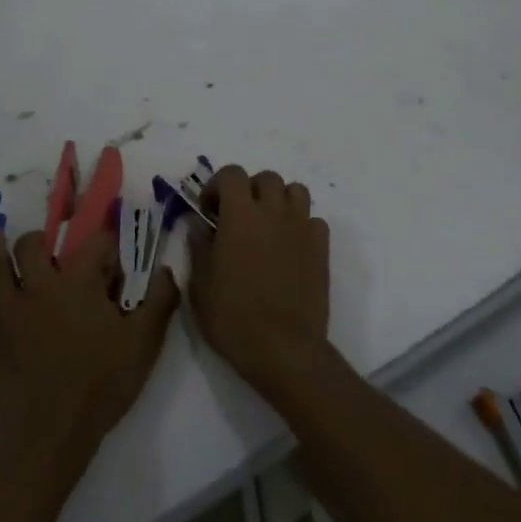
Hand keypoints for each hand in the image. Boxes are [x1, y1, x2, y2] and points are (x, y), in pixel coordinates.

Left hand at [0, 229, 178, 475]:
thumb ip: (160, 300)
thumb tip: (166, 268)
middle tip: (47, 250)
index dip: (106, 243)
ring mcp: (5, 311)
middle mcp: (38, 285)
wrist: (51, 436)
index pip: (94, 242)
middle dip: (40, 240)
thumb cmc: (101, 385)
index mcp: (78, 281)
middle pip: (32, 244)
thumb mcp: (144, 343)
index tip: (113, 256)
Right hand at [187, 167, 331, 393]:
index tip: (209, 210)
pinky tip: (291, 248)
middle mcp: (274, 211)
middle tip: (238, 217)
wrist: (283, 348)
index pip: (231, 173)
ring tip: (268, 226)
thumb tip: (199, 224)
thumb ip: (198, 246)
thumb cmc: (233, 316)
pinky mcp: (321, 248)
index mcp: (240, 215)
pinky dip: (302, 226)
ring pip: (296, 191)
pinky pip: (314, 221)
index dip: (217, 185)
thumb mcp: (200, 285)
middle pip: (266, 178)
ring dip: (280, 200)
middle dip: (250, 190)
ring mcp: (301, 227)